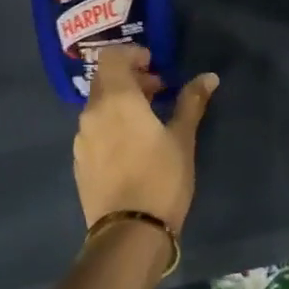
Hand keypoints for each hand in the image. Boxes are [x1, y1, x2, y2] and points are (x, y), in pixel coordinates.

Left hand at [72, 46, 217, 235]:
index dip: (132, 54)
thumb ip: (192, 102)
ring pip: (98, 106)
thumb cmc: (161, 179)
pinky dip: (110, 125)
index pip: (111, 57)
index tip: (154, 65)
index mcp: (116, 99)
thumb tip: (209, 76)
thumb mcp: (182, 138)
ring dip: (120, 102)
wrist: (128, 234)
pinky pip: (94, 130)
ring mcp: (82, 139)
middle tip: (157, 91)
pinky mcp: (79, 162)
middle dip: (130, 78)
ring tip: (147, 121)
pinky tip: (131, 147)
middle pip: (104, 79)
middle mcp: (92, 113)